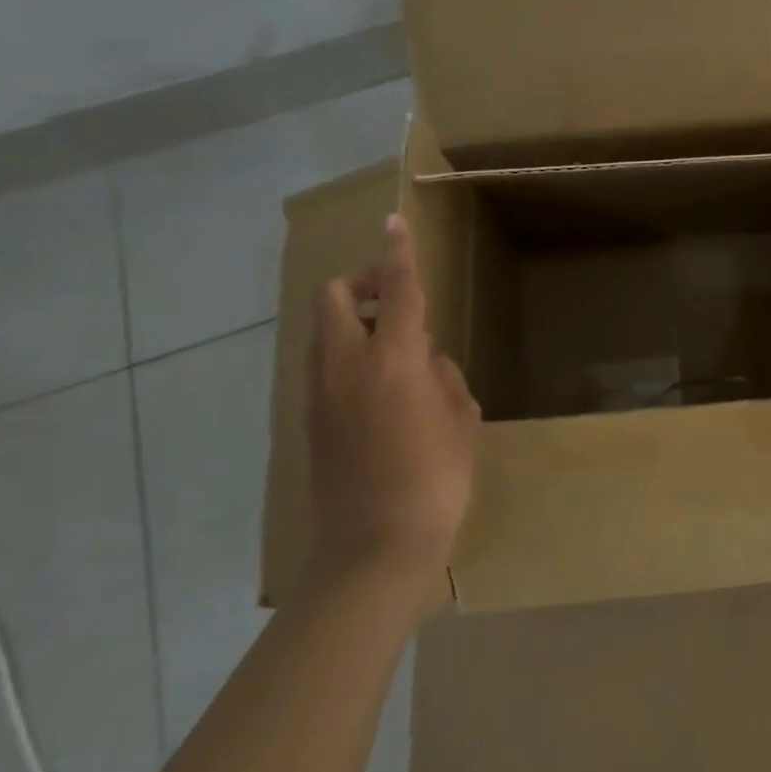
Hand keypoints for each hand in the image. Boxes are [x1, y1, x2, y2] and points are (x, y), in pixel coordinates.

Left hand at [304, 214, 480, 602]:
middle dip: (362, 282)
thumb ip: (443, 377)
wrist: (373, 550)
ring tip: (396, 347)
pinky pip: (324, 364)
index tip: (395, 221)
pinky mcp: (310, 421)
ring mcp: (320, 394)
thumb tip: (426, 361)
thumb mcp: (460, 420)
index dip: (398, 251)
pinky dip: (348, 353)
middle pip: (334, 297)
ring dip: (354, 318)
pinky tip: (382, 386)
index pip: (396, 290)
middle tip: (397, 299)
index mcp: (391, 361)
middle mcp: (346, 367)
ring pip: (324, 330)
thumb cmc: (435, 481)